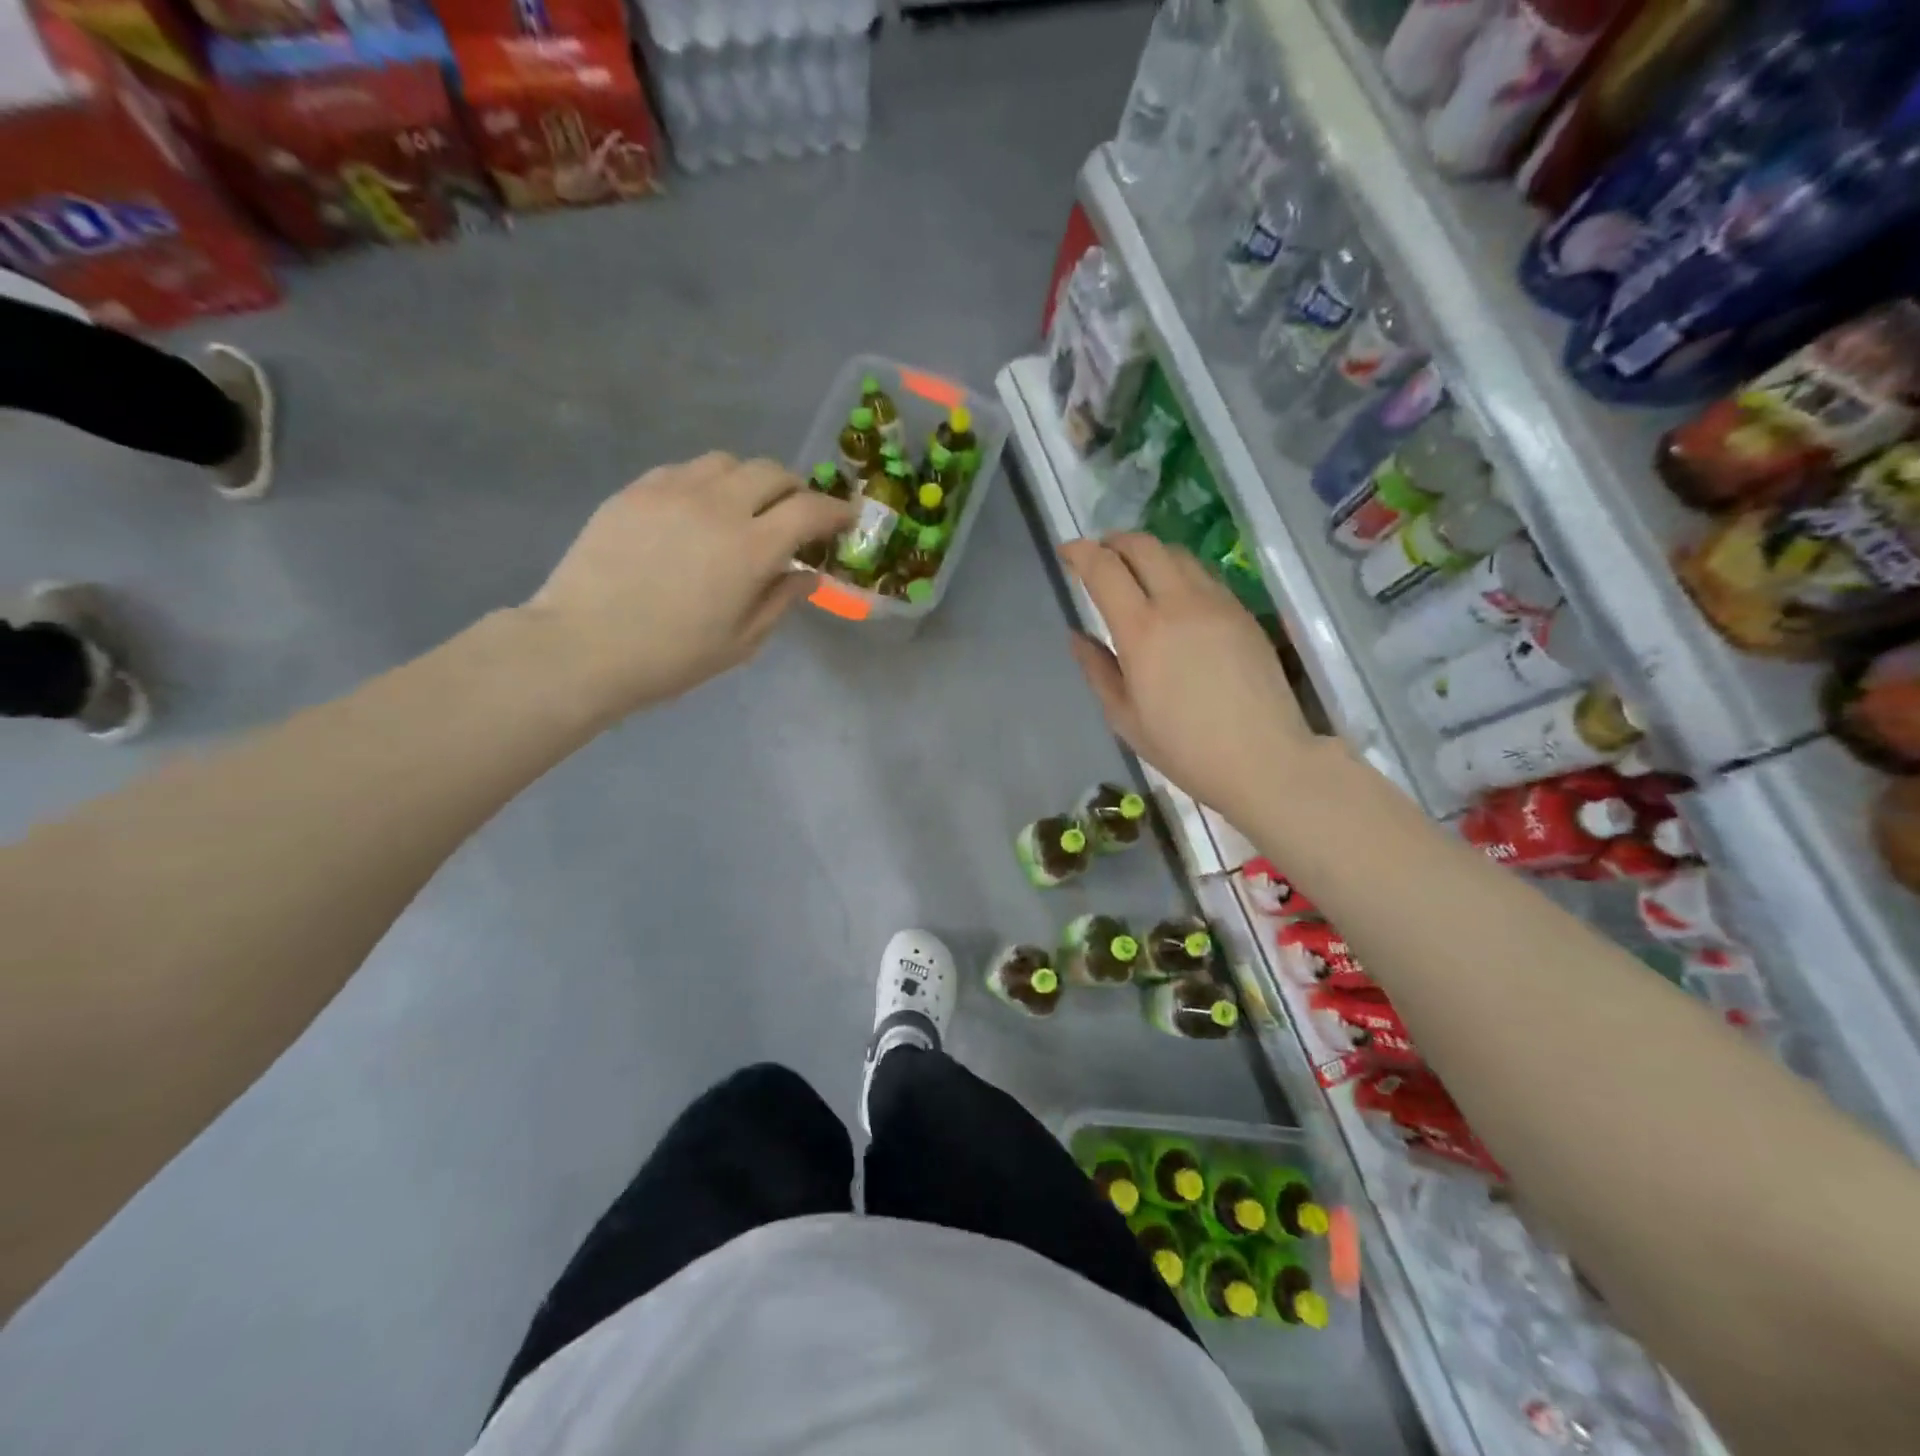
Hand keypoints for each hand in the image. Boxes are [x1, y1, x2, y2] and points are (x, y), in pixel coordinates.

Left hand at [526, 453, 852, 717]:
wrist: (582, 647)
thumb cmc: (671, 657)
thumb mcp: (742, 642)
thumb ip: (781, 601)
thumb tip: (808, 575)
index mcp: (751, 549)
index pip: (809, 510)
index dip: (835, 511)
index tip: (845, 520)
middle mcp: (718, 507)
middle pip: (773, 472)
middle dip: (796, 491)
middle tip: (796, 516)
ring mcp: (672, 491)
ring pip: (728, 463)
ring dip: (750, 481)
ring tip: (746, 509)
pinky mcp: (636, 490)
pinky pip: (685, 470)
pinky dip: (708, 484)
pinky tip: (698, 512)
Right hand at [1060, 533, 1319, 818]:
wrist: (1263, 758)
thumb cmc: (1183, 748)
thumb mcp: (1124, 717)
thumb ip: (1097, 669)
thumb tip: (1077, 636)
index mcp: (1142, 631)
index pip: (1104, 569)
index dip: (1081, 552)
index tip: (1067, 552)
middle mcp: (1179, 603)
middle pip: (1143, 546)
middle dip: (1114, 542)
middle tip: (1100, 557)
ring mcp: (1217, 603)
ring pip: (1177, 553)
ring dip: (1148, 553)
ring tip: (1136, 572)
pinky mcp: (1242, 612)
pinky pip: (1203, 575)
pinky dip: (1178, 571)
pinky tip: (1174, 596)